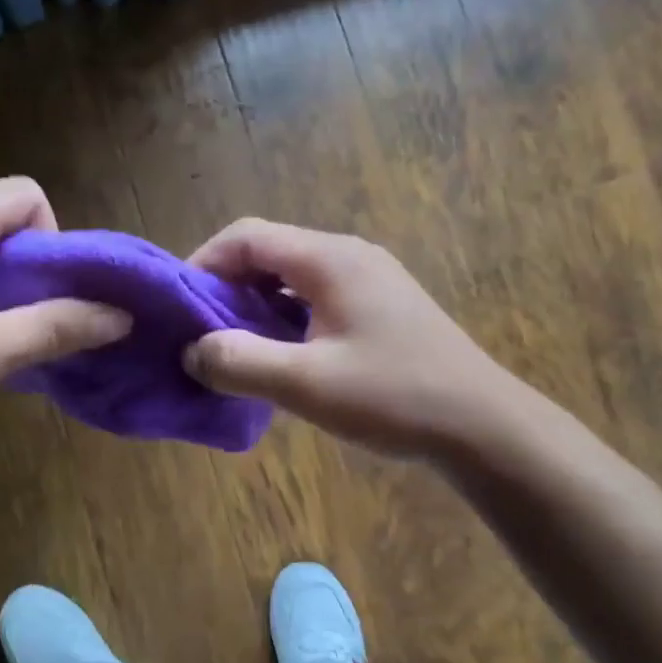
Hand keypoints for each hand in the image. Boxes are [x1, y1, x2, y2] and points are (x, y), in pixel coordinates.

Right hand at [183, 218, 512, 459]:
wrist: (483, 426)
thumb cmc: (394, 397)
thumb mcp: (306, 384)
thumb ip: (240, 362)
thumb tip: (192, 351)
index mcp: (329, 259)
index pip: (247, 236)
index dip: (203, 263)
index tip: (178, 306)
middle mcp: (349, 256)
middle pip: (269, 253)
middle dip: (226, 288)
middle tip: (200, 333)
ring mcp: (370, 280)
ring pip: (292, 278)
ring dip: (256, 306)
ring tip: (233, 348)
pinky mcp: (382, 307)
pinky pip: (317, 298)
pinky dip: (286, 319)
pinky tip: (281, 358)